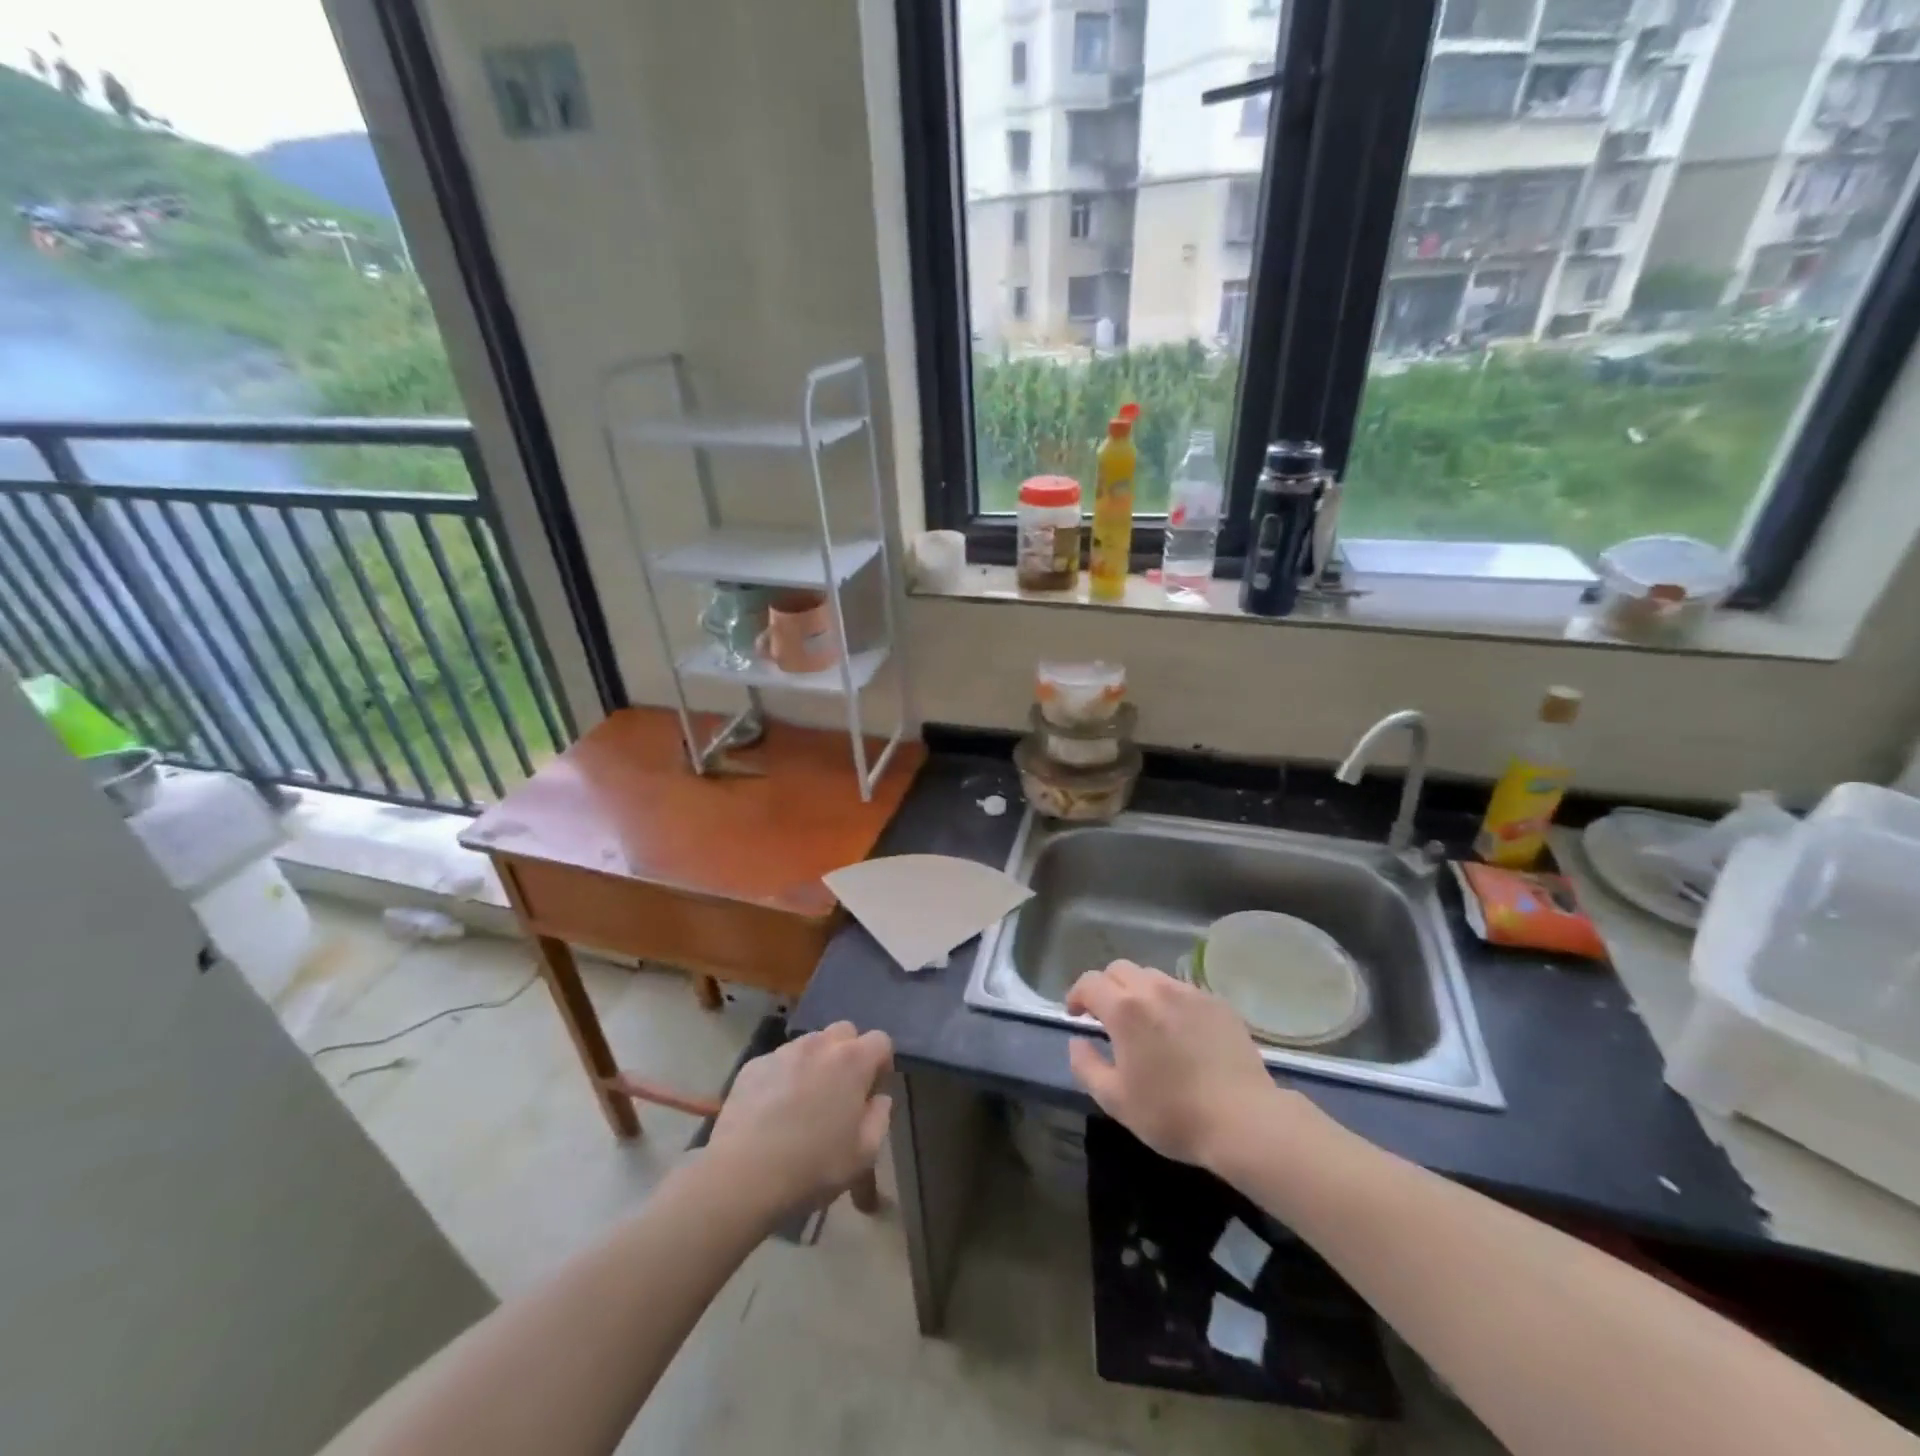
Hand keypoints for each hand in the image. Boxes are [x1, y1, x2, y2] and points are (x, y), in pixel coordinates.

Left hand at [706, 1022, 892, 1216]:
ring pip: (810, 1043)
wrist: (742, 1177)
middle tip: (840, 1090)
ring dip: (816, 1062)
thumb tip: (878, 1099)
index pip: (880, 1040)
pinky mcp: (753, 1065)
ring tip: (804, 1100)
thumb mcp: (864, 1154)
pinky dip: (784, 1075)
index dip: (881, 1063)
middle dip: (848, 1053)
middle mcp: (819, 1045)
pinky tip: (773, 1109)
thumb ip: (879, 1118)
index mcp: (853, 1061)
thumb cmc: (813, 1167)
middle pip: (844, 1031)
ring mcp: (783, 1052)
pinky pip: (779, 1061)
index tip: (871, 1091)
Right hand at [1066, 960, 1302, 1171]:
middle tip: (1107, 1017)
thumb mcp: (1115, 1100)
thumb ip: (1086, 1066)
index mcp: (1125, 1008)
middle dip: (1106, 987)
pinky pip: (1183, 990)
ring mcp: (1189, 993)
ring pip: (1152, 976)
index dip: (1076, 995)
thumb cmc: (1172, 1114)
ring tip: (1144, 1022)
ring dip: (1138, 991)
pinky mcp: (1217, 1003)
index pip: (1089, 982)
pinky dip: (1170, 1001)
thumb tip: (1077, 1041)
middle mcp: (1155, 989)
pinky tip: (1179, 1031)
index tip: (1076, 1016)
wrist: (1244, 1120)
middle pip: (1119, 969)